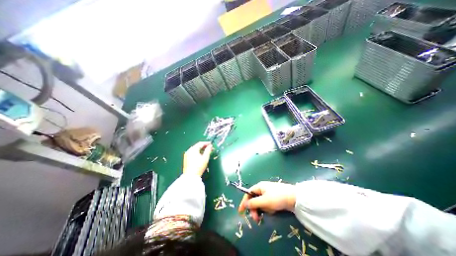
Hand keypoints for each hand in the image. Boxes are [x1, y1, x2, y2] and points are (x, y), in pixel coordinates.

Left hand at [183, 141, 212, 176]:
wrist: (190, 176)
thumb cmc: (199, 166)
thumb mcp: (205, 158)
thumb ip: (208, 150)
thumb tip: (210, 146)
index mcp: (193, 149)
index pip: (200, 143)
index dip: (206, 143)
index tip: (211, 144)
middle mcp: (189, 150)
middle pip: (197, 146)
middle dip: (204, 146)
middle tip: (210, 148)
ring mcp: (187, 154)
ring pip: (195, 149)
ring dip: (201, 149)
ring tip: (207, 151)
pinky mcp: (186, 158)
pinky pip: (193, 152)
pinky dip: (198, 152)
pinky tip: (201, 155)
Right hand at [237, 182, 297, 221]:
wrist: (295, 197)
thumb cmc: (277, 198)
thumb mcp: (264, 201)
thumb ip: (253, 203)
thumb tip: (245, 204)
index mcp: (259, 186)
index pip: (248, 193)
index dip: (244, 202)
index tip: (241, 212)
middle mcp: (262, 189)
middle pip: (254, 199)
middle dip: (255, 209)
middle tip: (257, 219)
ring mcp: (268, 193)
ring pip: (261, 203)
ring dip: (263, 209)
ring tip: (270, 211)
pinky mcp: (274, 198)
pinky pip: (267, 204)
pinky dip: (269, 208)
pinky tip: (274, 210)